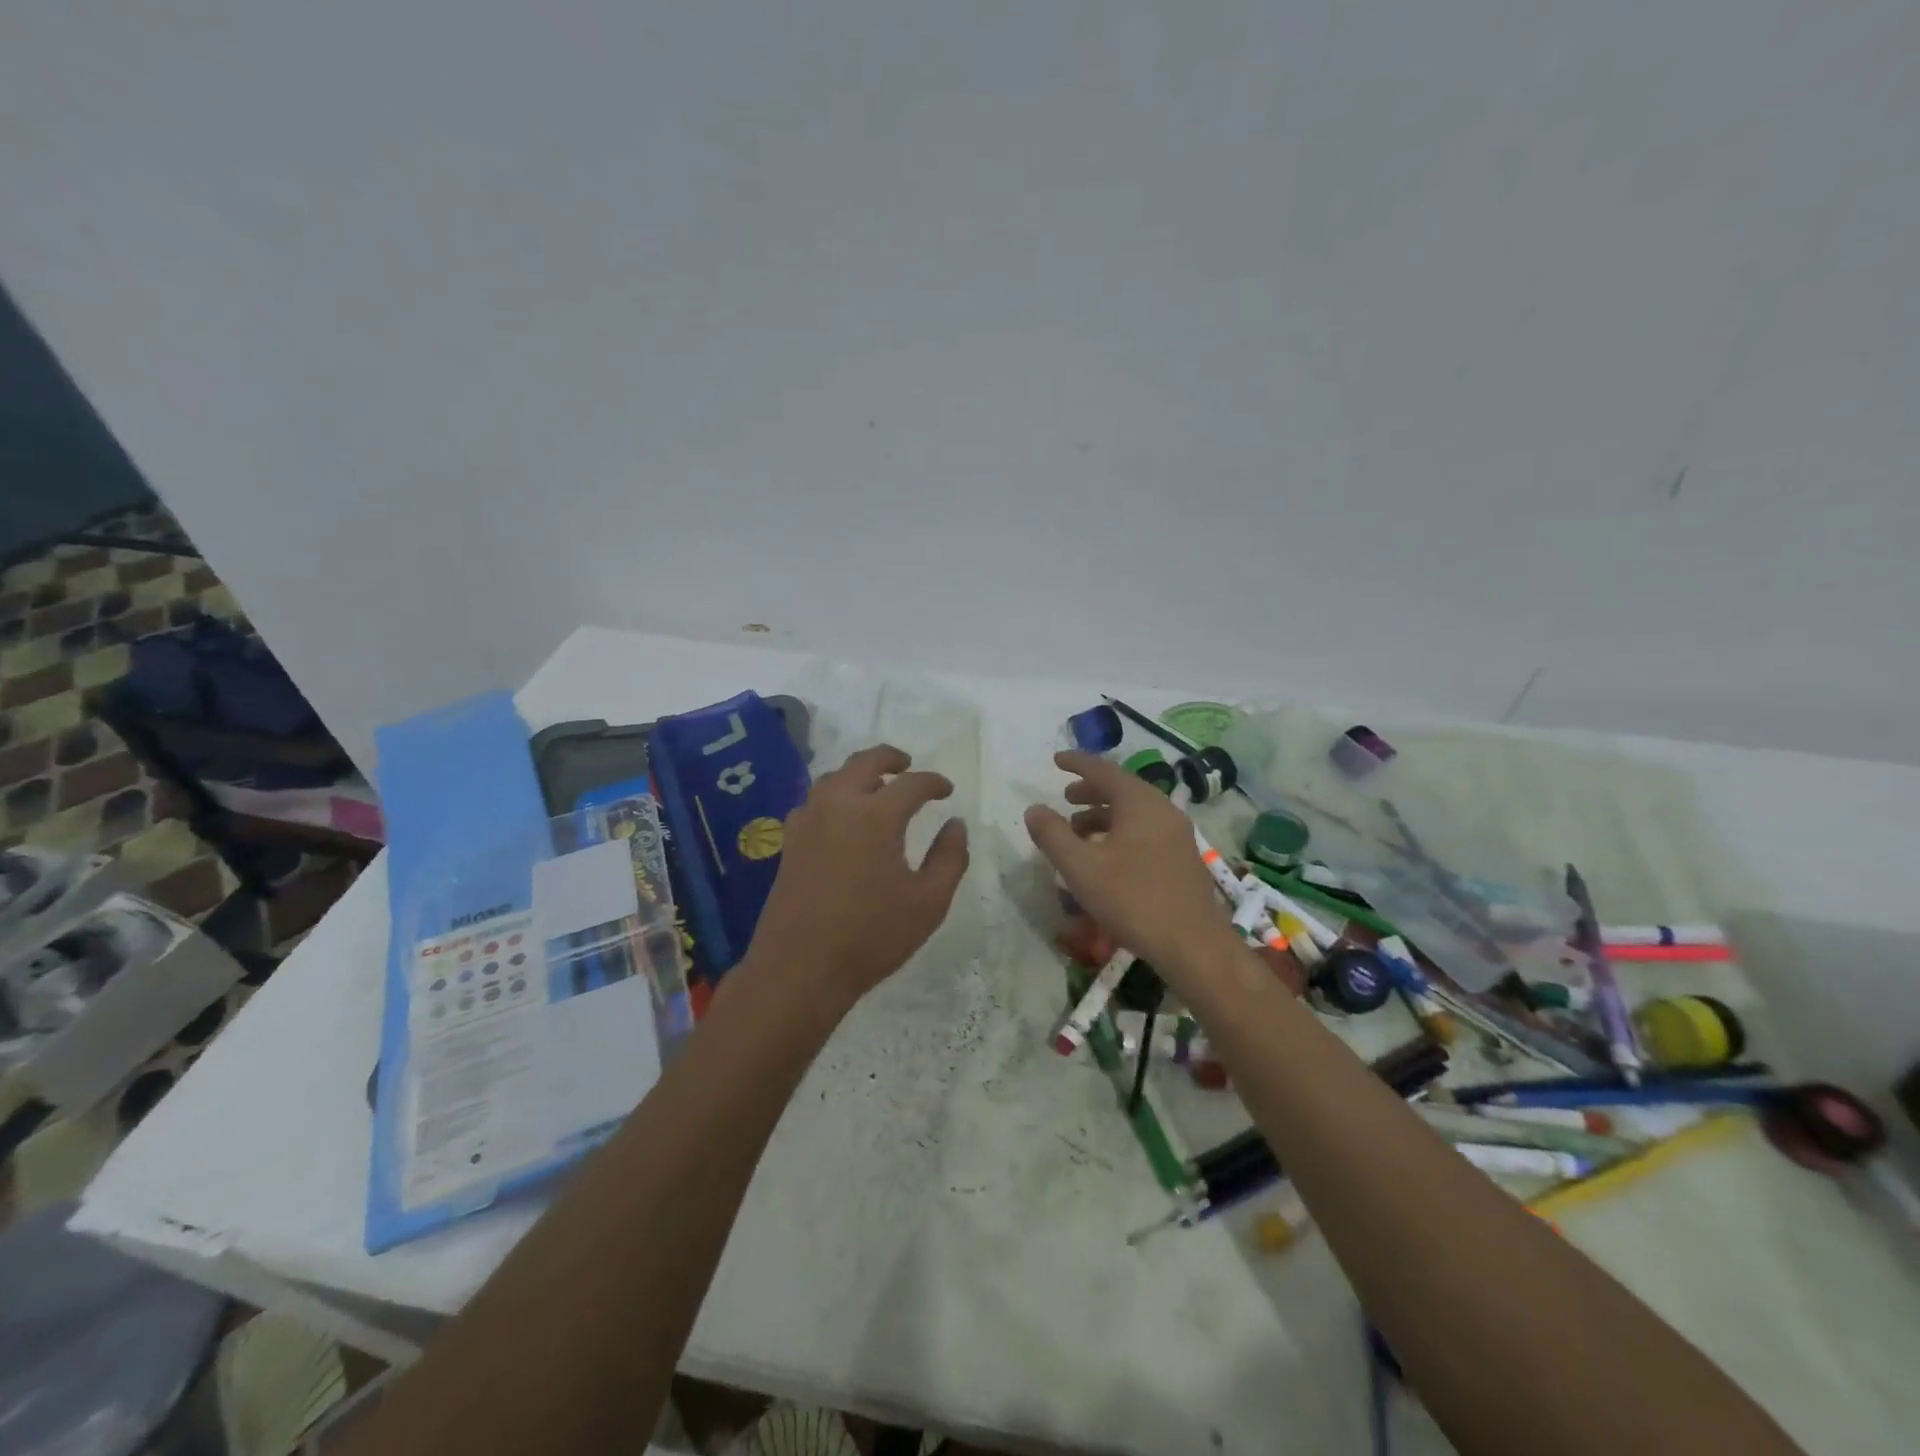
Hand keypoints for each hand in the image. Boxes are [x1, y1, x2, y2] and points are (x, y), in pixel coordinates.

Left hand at [748, 744, 969, 1007]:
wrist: (800, 967)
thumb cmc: (872, 936)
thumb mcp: (928, 902)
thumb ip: (950, 857)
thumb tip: (955, 824)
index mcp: (876, 815)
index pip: (912, 783)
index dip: (934, 782)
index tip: (947, 791)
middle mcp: (839, 805)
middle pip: (865, 761)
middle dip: (891, 758)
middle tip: (908, 767)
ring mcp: (808, 820)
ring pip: (834, 776)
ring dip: (859, 773)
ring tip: (877, 787)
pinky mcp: (790, 840)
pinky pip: (814, 800)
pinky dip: (834, 795)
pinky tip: (842, 816)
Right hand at [1024, 750, 1234, 976]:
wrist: (1192, 944)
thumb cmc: (1132, 899)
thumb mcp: (1081, 867)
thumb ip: (1053, 835)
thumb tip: (1034, 809)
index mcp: (1139, 803)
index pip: (1104, 770)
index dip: (1077, 763)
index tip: (1056, 760)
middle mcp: (1163, 810)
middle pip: (1122, 789)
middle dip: (1091, 791)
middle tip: (1066, 798)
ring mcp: (1177, 834)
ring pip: (1135, 812)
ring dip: (1104, 815)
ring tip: (1079, 832)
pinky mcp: (1183, 858)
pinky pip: (1146, 830)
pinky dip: (1121, 831)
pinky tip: (1107, 857)